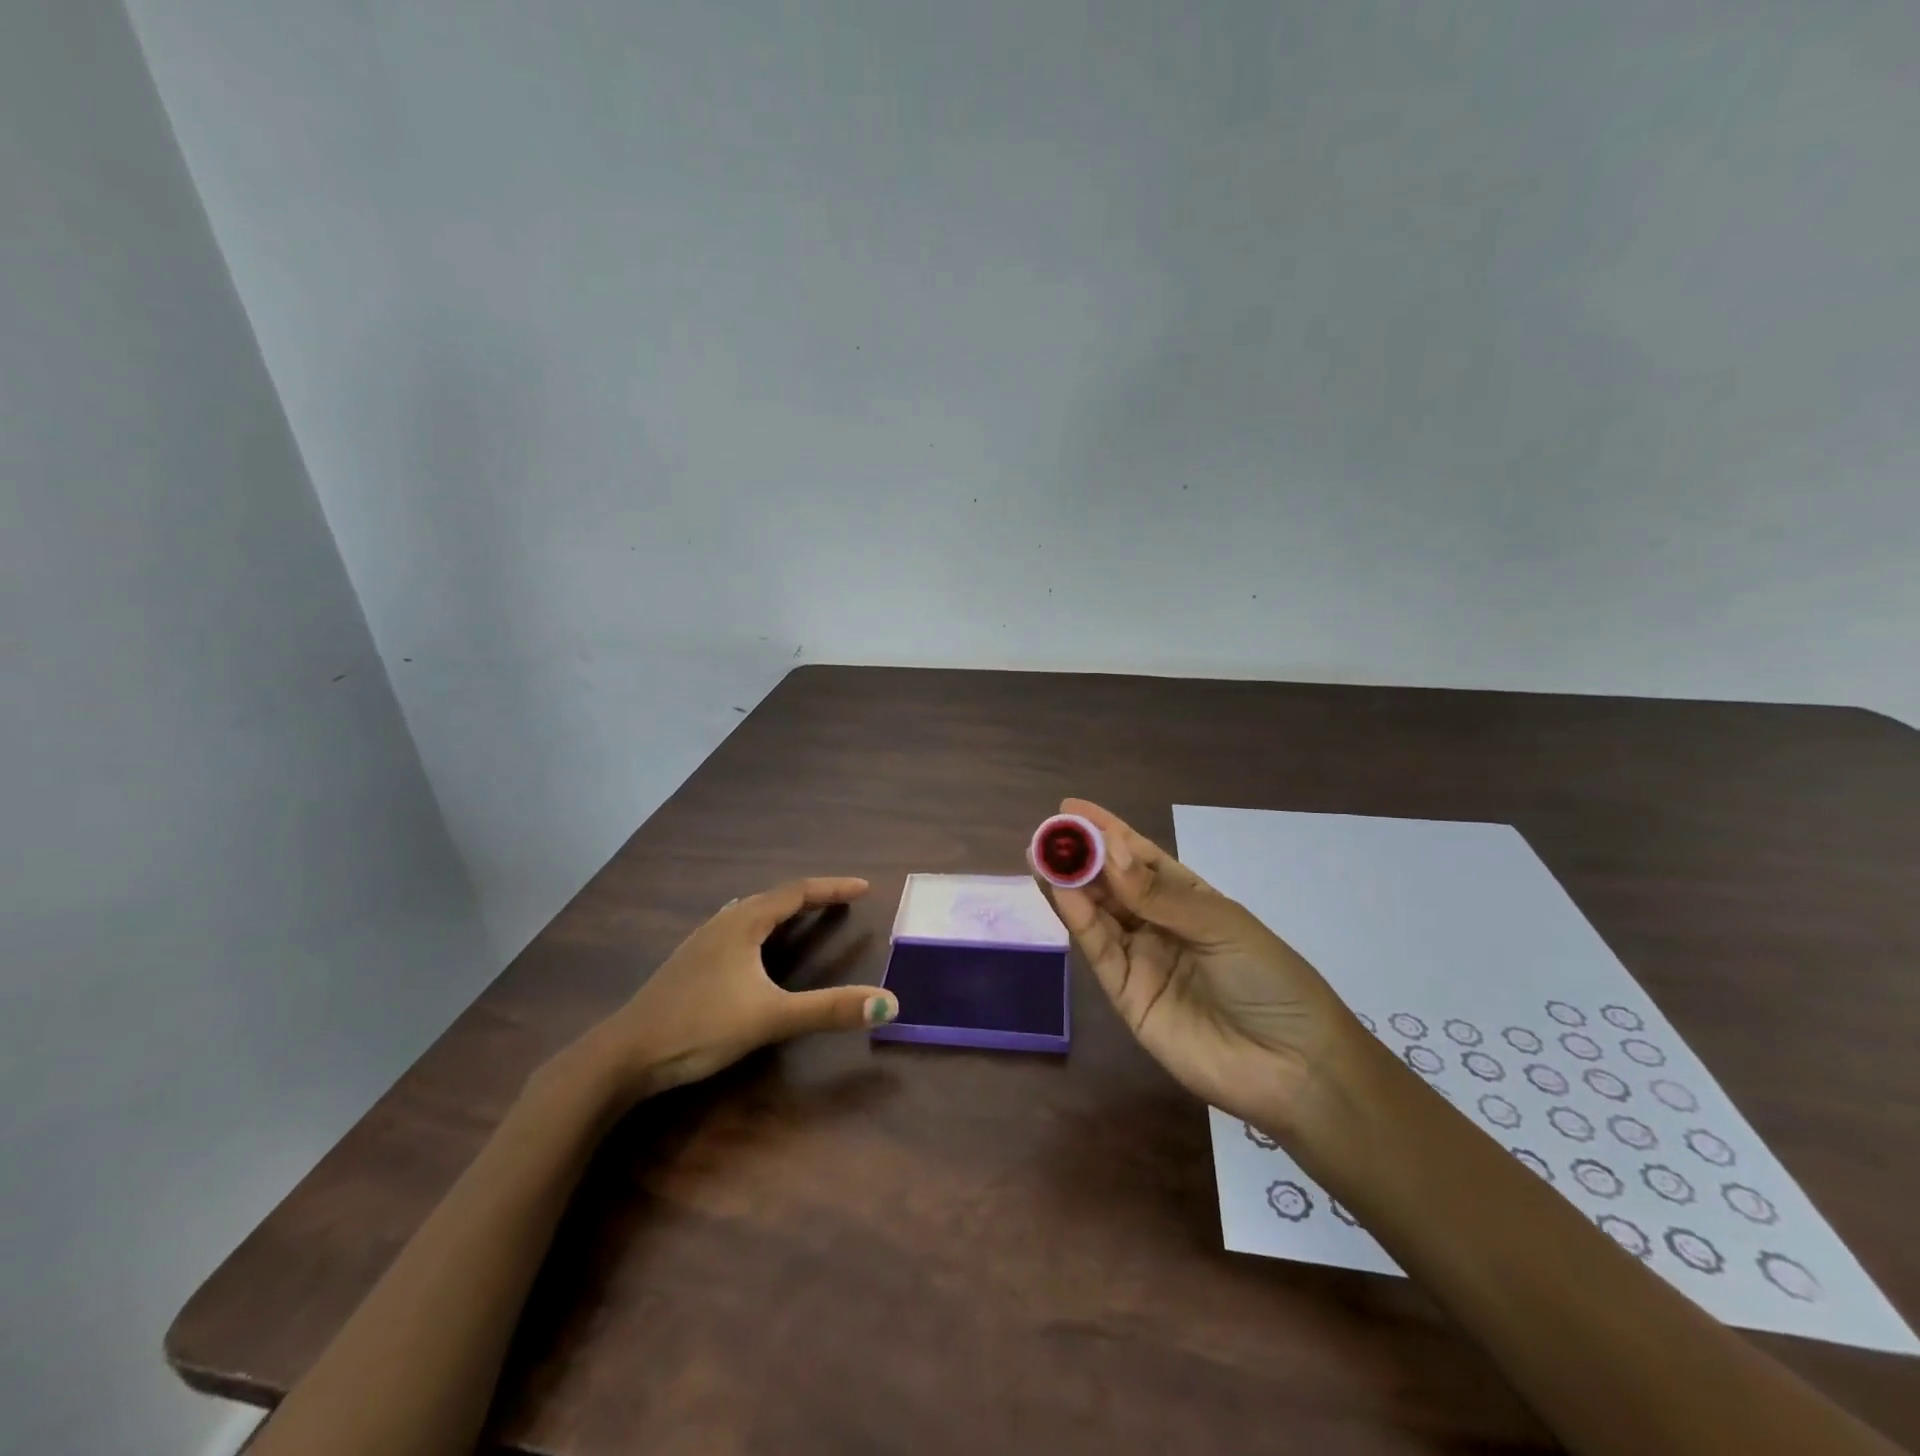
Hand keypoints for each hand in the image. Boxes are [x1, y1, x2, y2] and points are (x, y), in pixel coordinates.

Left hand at [574, 877, 897, 1101]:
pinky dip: (759, 926)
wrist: (623, 1055)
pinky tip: (751, 945)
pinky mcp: (688, 964)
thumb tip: (889, 1003)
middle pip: (773, 897)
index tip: (863, 887)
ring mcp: (700, 943)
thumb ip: (829, 1009)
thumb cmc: (699, 1027)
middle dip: (810, 897)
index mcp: (743, 923)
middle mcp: (722, 923)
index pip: (797, 892)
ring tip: (803, 914)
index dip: (832, 888)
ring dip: (782, 909)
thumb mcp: (770, 1018)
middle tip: (841, 902)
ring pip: (750, 912)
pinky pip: (734, 929)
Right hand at [1032, 799, 1367, 1136]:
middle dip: (1080, 856)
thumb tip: (1110, 851)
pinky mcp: (1126, 996)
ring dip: (1069, 885)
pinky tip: (1060, 892)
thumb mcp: (1221, 925)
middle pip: (1112, 884)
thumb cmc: (1269, 980)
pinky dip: (1078, 921)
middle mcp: (1160, 925)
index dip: (1107, 832)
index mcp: (1191, 900)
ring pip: (1098, 914)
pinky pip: (1099, 951)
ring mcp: (1142, 960)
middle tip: (1045, 833)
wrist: (1292, 1068)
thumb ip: (1159, 894)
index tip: (1070, 809)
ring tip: (1040, 855)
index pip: (1141, 857)